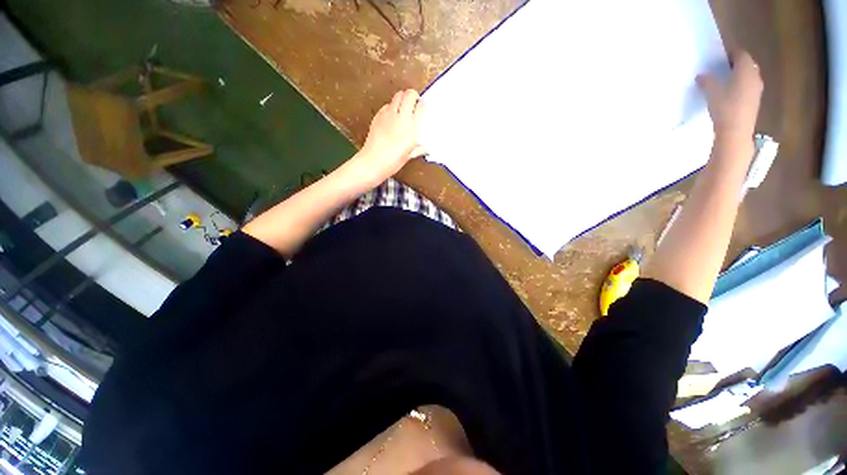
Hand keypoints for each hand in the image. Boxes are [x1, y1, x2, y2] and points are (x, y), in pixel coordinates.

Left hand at [353, 89, 425, 185]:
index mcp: (411, 127)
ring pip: (397, 96)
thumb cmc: (393, 161)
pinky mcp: (378, 116)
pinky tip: (392, 118)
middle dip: (413, 96)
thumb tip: (427, 148)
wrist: (373, 161)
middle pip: (409, 94)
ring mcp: (388, 115)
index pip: (420, 106)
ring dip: (402, 99)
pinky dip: (391, 107)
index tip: (422, 108)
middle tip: (413, 104)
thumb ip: (419, 149)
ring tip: (403, 109)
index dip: (421, 105)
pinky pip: (387, 105)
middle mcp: (400, 117)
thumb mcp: (409, 155)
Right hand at [697, 50, 762, 143]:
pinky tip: (730, 93)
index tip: (720, 56)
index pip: (741, 54)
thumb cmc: (725, 106)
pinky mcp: (754, 101)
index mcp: (746, 69)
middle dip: (736, 64)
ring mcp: (757, 89)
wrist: (736, 130)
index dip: (731, 53)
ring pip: (748, 76)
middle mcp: (755, 76)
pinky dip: (740, 86)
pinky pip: (748, 87)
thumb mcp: (711, 92)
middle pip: (747, 64)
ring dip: (738, 76)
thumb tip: (701, 76)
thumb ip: (706, 81)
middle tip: (722, 67)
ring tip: (725, 81)